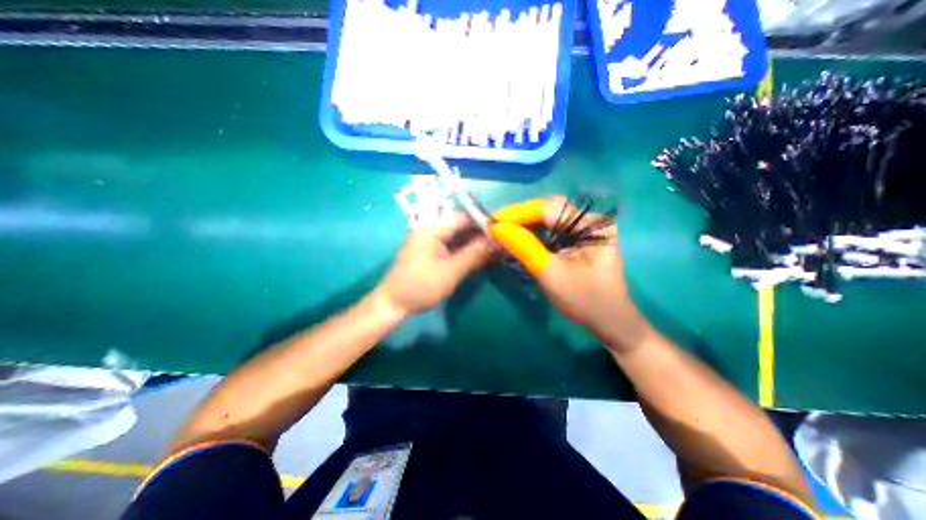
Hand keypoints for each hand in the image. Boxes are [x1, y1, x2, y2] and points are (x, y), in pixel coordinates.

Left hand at [373, 210, 490, 317]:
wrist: (393, 303)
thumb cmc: (421, 286)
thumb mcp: (450, 271)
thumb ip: (473, 255)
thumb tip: (495, 242)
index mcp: (432, 229)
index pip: (462, 217)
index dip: (482, 223)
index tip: (500, 232)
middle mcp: (429, 230)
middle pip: (459, 226)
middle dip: (479, 234)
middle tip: (498, 243)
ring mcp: (428, 241)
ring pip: (455, 236)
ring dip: (472, 242)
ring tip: (491, 250)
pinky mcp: (428, 252)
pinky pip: (449, 245)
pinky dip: (462, 250)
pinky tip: (475, 256)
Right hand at [491, 198, 649, 355]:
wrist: (609, 320)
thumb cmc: (584, 300)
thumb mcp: (551, 275)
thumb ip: (525, 248)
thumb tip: (497, 228)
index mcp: (593, 225)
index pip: (549, 209)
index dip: (518, 213)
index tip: (493, 221)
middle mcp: (592, 219)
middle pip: (548, 210)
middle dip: (520, 217)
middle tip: (495, 227)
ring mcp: (586, 227)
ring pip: (548, 217)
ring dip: (524, 224)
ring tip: (503, 231)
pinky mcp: (580, 237)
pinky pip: (552, 228)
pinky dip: (533, 232)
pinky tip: (519, 237)